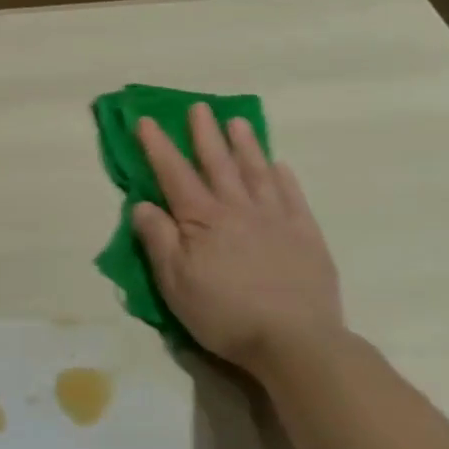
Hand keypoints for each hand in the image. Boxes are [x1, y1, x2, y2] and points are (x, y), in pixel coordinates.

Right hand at [130, 103, 343, 372]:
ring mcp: (275, 219)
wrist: (295, 341)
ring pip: (257, 172)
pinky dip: (283, 177)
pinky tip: (278, 165)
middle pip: (218, 163)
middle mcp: (238, 209)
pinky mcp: (305, 236)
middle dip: (205, 134)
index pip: (174, 174)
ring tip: (237, 122)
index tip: (146, 121)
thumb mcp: (174, 283)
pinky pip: (292, 197)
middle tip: (199, 107)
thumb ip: (158, 239)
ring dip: (245, 145)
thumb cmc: (224, 314)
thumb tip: (142, 204)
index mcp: (202, 220)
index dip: (158, 147)